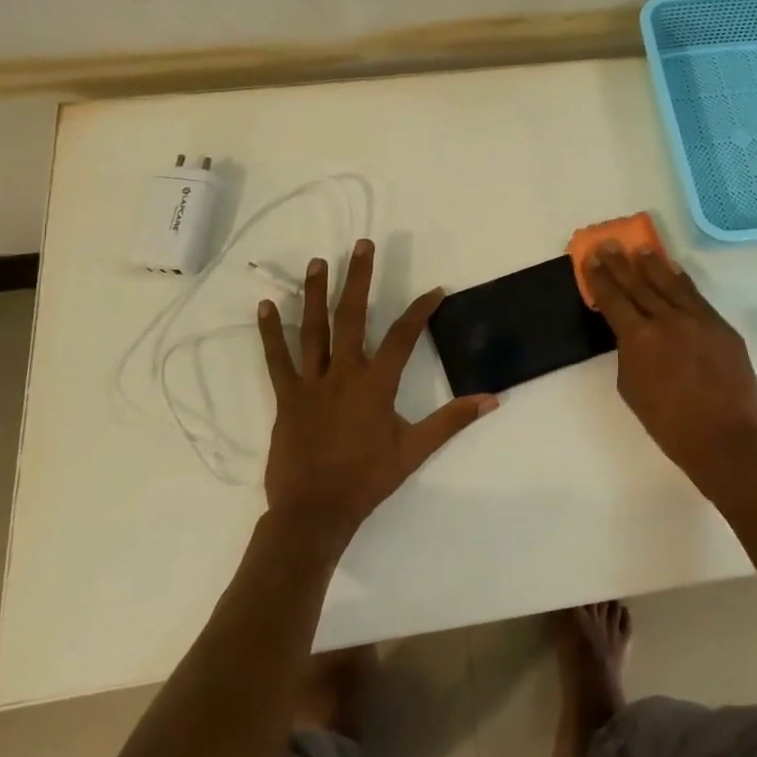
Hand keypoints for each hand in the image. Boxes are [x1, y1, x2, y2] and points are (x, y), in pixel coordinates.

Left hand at [256, 239, 496, 544]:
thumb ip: (451, 421)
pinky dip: (270, 332)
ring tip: (319, 262)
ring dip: (316, 293)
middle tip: (361, 245)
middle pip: (352, 316)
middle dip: (358, 278)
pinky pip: (277, 359)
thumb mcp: (415, 450)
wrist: (314, 512)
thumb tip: (491, 400)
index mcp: (376, 384)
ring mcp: (311, 383)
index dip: (421, 310)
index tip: (436, 290)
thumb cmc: (368, 479)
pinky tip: (265, 305)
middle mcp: (343, 373)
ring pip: (313, 329)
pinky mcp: (286, 396)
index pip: (403, 336)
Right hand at [584, 244, 756, 489]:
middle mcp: (666, 319)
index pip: (613, 299)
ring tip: (641, 249)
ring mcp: (697, 319)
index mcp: (638, 338)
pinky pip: (696, 296)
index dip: (600, 278)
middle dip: (621, 264)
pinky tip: (674, 271)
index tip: (591, 258)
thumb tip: (634, 334)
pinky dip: (682, 282)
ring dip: (653, 265)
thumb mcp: (632, 388)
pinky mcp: (721, 326)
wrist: (724, 438)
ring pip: (670, 284)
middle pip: (639, 284)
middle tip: (610, 244)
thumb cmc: (669, 424)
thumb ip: (629, 353)